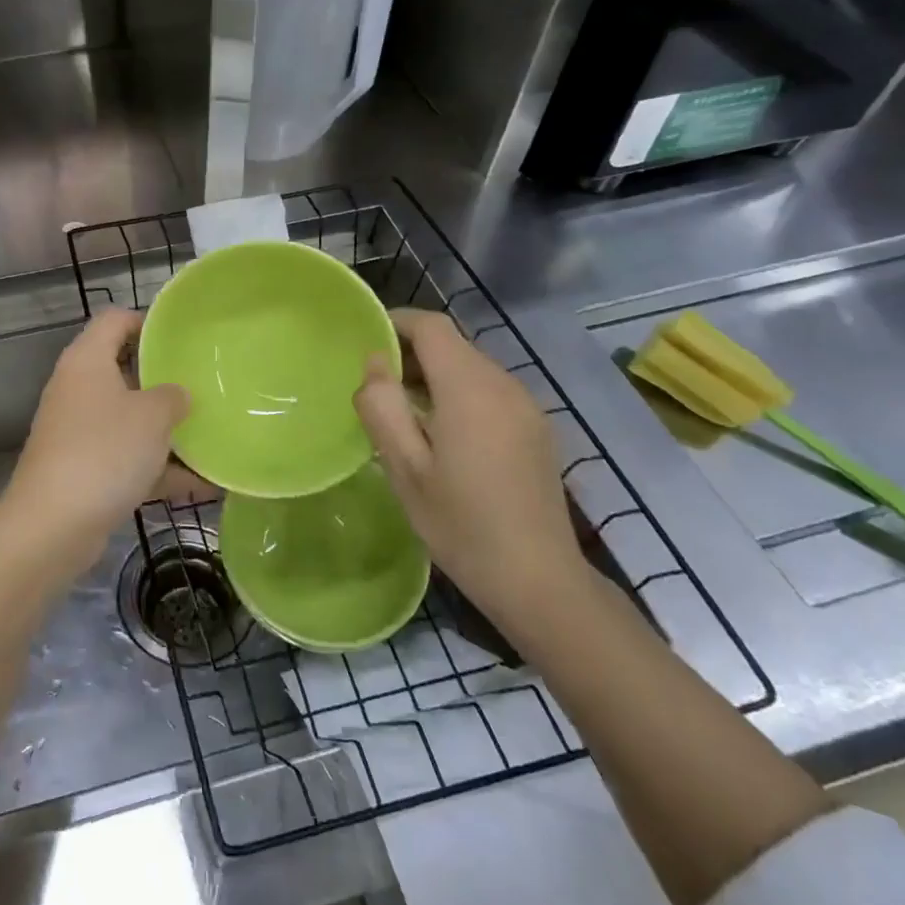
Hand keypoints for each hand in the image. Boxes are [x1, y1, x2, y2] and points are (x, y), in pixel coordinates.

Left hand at [2, 310, 189, 573]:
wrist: (52, 525)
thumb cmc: (104, 451)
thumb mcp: (152, 416)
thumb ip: (173, 397)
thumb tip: (176, 396)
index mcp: (87, 360)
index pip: (115, 320)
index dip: (148, 321)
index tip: (183, 338)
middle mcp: (78, 389)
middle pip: (123, 369)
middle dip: (164, 380)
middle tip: (203, 385)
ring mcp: (78, 431)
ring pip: (128, 418)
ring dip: (165, 430)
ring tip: (211, 434)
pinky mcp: (83, 470)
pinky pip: (127, 458)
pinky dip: (158, 468)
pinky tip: (202, 484)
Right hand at [354, 308, 588, 623]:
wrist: (540, 581)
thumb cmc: (461, 525)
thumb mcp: (405, 468)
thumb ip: (383, 406)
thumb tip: (374, 362)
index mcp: (470, 389)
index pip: (431, 327)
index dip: (395, 323)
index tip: (364, 342)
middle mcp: (504, 385)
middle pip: (453, 344)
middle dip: (411, 352)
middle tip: (375, 386)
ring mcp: (527, 407)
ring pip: (471, 367)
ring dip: (434, 374)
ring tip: (403, 412)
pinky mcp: (537, 428)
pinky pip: (490, 390)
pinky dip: (459, 393)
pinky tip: (443, 434)